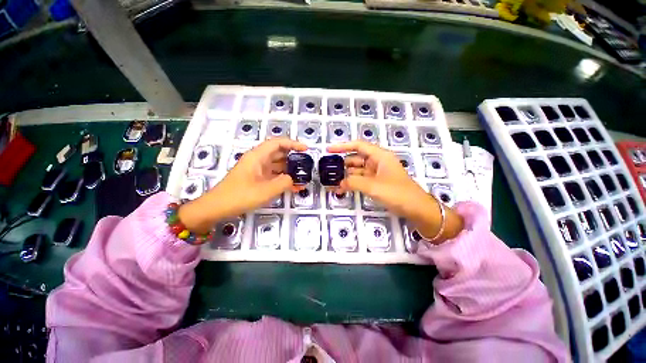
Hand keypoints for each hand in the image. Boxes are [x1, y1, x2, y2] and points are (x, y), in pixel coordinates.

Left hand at [179, 138, 306, 232]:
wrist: (217, 208)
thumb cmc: (240, 196)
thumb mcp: (266, 190)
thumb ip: (284, 182)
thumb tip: (293, 179)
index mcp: (258, 156)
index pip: (278, 143)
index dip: (293, 144)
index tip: (306, 149)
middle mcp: (258, 160)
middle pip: (279, 153)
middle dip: (293, 158)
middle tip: (306, 165)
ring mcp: (257, 170)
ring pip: (277, 165)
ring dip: (290, 171)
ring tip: (303, 177)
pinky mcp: (257, 179)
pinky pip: (273, 175)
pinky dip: (283, 179)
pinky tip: (294, 187)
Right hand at [328, 141, 463, 242]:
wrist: (417, 209)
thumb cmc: (398, 193)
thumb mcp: (374, 186)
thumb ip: (354, 182)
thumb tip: (339, 183)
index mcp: (380, 156)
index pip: (358, 146)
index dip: (342, 146)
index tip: (329, 150)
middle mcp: (378, 162)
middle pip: (356, 158)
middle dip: (342, 163)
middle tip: (328, 170)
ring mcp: (377, 173)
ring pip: (358, 170)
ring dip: (346, 174)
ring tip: (332, 180)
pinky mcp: (377, 183)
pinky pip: (361, 179)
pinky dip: (352, 182)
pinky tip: (343, 187)